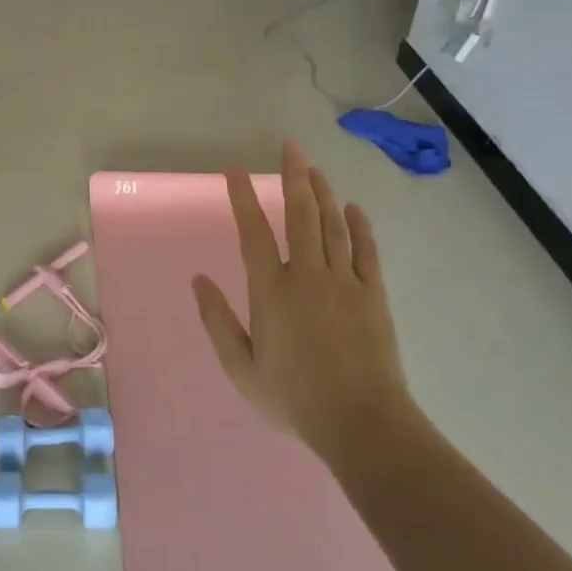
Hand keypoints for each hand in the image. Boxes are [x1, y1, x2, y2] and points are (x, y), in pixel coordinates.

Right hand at [192, 142, 411, 458]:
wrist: (360, 422)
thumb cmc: (294, 398)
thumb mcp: (241, 368)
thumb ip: (217, 321)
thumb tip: (198, 280)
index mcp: (271, 290)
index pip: (253, 232)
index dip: (243, 198)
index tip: (235, 171)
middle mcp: (307, 274)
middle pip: (300, 214)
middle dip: (293, 177)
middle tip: (290, 148)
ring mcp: (344, 281)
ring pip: (332, 224)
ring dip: (322, 193)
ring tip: (314, 169)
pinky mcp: (372, 293)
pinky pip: (366, 249)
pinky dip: (360, 225)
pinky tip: (354, 208)